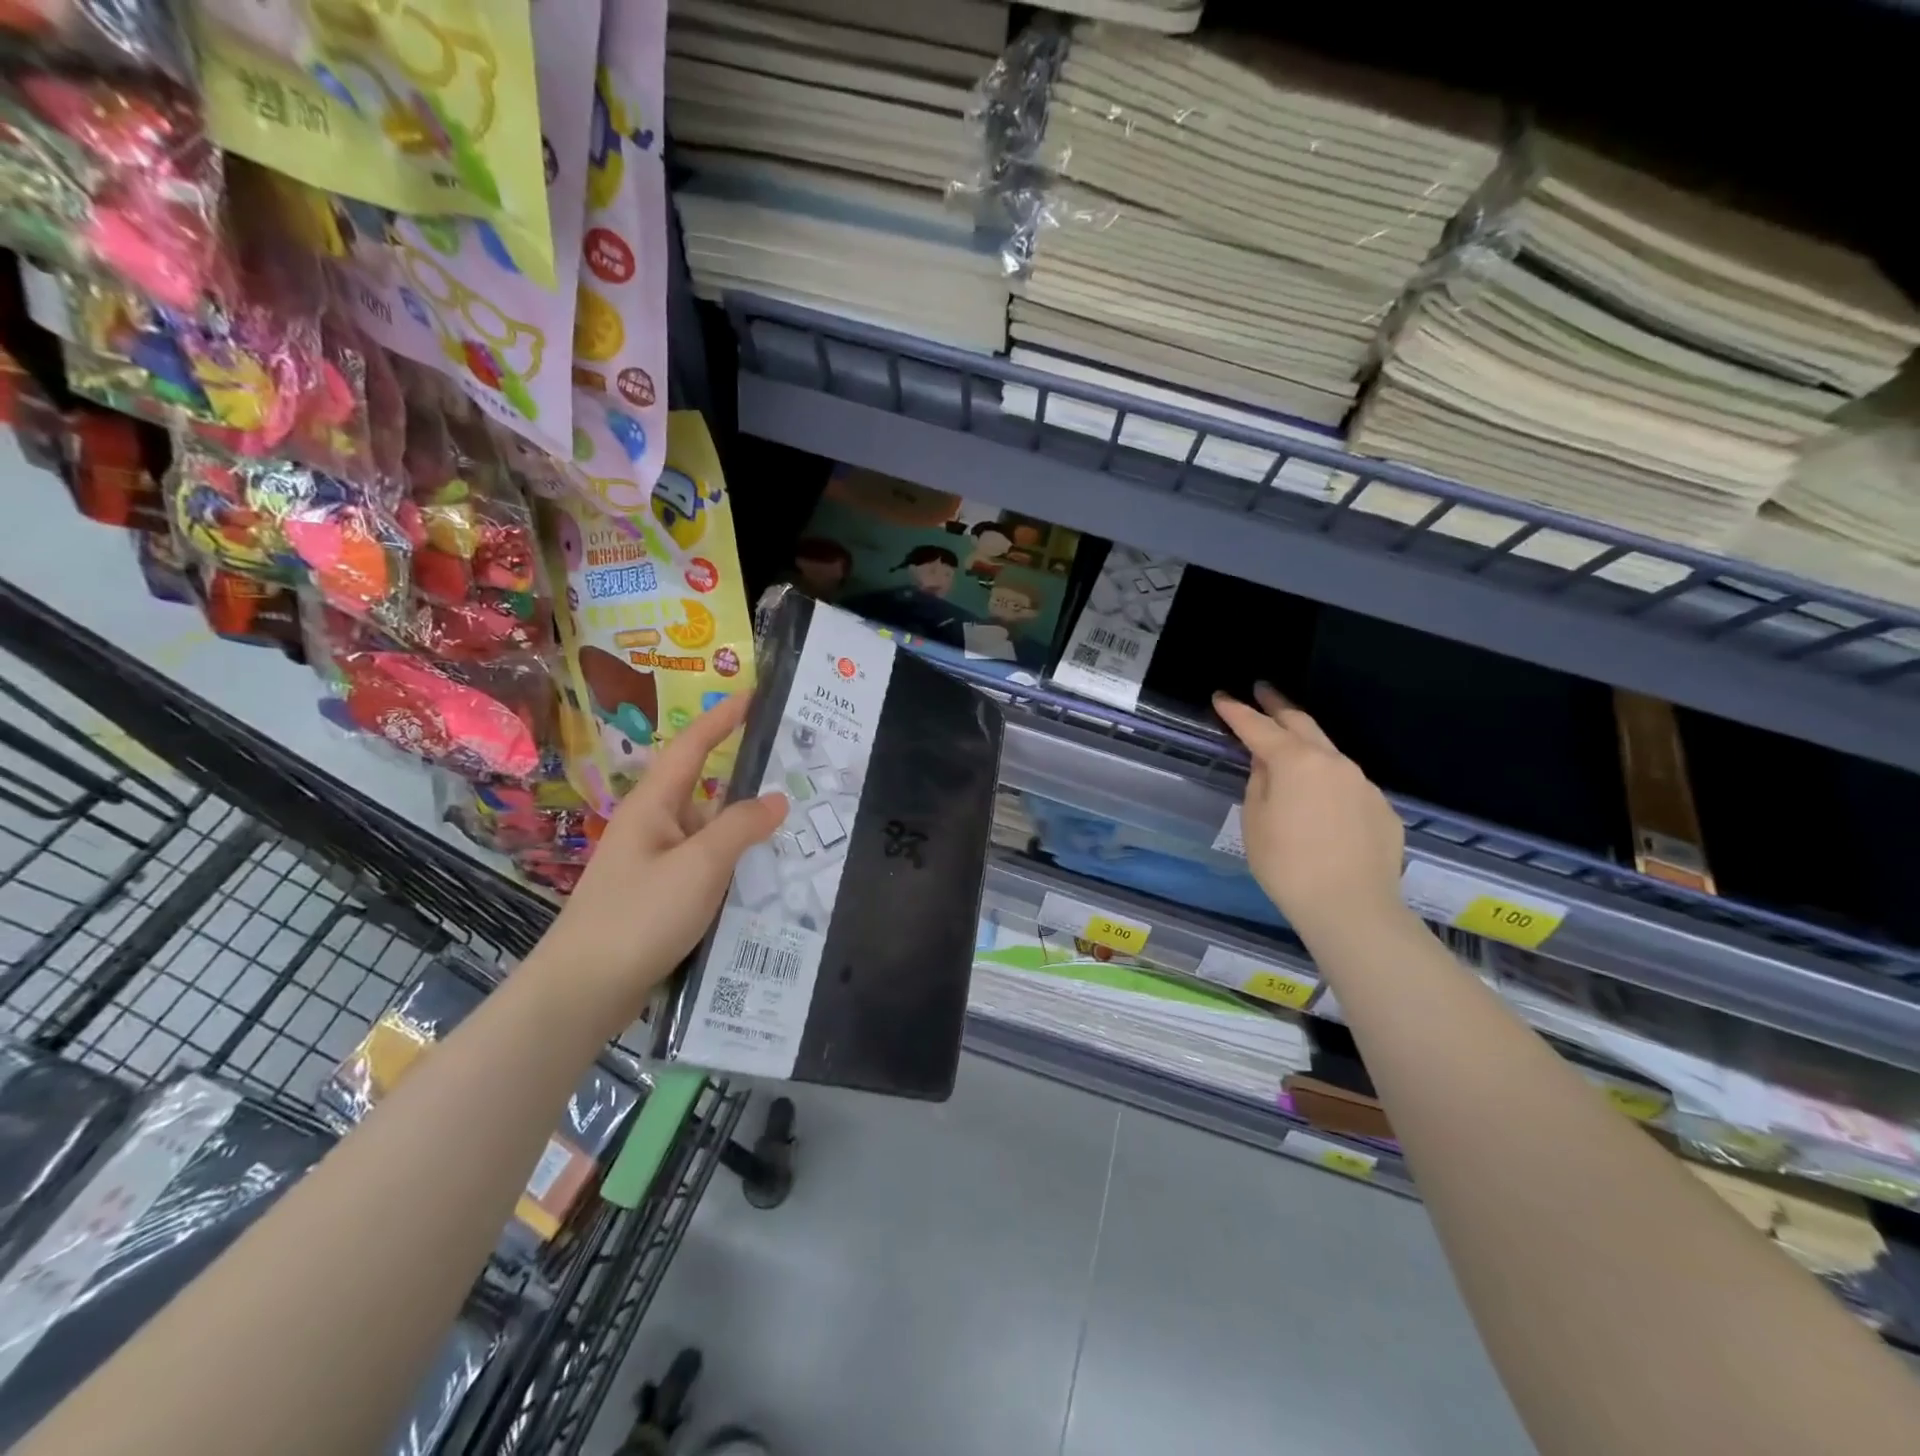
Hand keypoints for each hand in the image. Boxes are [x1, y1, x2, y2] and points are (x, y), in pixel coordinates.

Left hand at [534, 693, 787, 1032]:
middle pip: (706, 795)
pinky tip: (762, 884)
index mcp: (654, 807)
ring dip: (744, 835)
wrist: (582, 993)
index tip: (751, 696)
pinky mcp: (658, 899)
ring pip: (709, 837)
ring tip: (794, 835)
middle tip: (794, 778)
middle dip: (747, 785)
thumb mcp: (699, 866)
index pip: (692, 748)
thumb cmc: (639, 916)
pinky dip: (733, 869)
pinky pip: (705, 870)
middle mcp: (652, 828)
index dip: (722, 720)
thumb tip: (777, 798)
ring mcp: (653, 866)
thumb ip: (741, 828)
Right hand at [1213, 683, 1405, 943]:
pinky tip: (1321, 806)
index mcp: (1295, 762)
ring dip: (1306, 745)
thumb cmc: (1287, 865)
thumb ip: (1259, 782)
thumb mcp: (1255, 821)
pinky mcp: (1382, 809)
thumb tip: (1268, 764)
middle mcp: (1333, 762)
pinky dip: (1328, 784)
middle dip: (1278, 706)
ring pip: (1329, 754)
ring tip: (1289, 749)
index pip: (1258, 727)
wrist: (1351, 907)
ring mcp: (1363, 784)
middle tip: (1262, 690)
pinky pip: (1348, 787)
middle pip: (1302, 724)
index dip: (1236, 711)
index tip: (1222, 696)